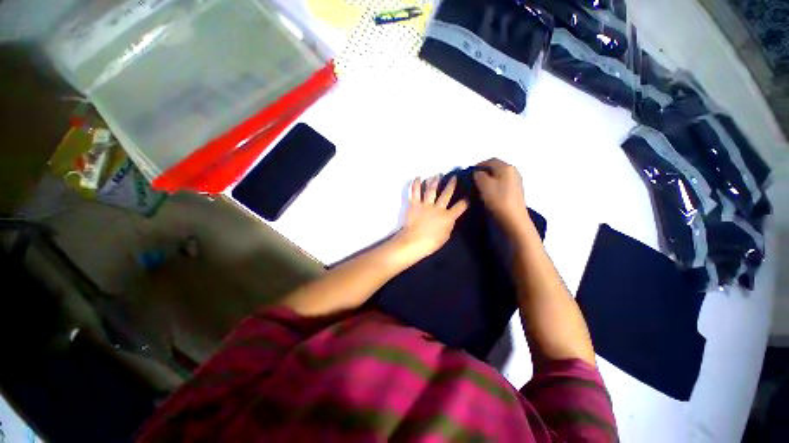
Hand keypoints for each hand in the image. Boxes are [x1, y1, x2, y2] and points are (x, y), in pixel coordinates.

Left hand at [390, 175, 467, 267]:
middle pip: (446, 193)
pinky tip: (418, 178)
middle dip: (451, 184)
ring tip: (437, 175)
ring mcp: (425, 205)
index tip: (467, 198)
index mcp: (448, 217)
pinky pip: (415, 192)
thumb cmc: (431, 242)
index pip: (460, 207)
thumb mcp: (446, 235)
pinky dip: (416, 184)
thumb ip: (449, 224)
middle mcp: (438, 207)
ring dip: (435, 181)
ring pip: (431, 189)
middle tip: (453, 177)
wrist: (413, 242)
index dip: (465, 202)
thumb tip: (450, 218)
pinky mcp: (414, 204)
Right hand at [473, 158, 529, 235]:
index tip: (468, 173)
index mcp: (506, 167)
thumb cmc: (497, 200)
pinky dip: (493, 187)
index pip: (490, 160)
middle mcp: (513, 172)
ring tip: (478, 188)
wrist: (512, 220)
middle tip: (472, 181)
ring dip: (488, 180)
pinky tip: (487, 194)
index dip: (478, 165)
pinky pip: (501, 185)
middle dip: (483, 172)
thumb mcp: (483, 184)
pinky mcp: (515, 193)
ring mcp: (516, 183)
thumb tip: (477, 173)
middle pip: (495, 168)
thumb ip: (478, 175)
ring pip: (498, 177)